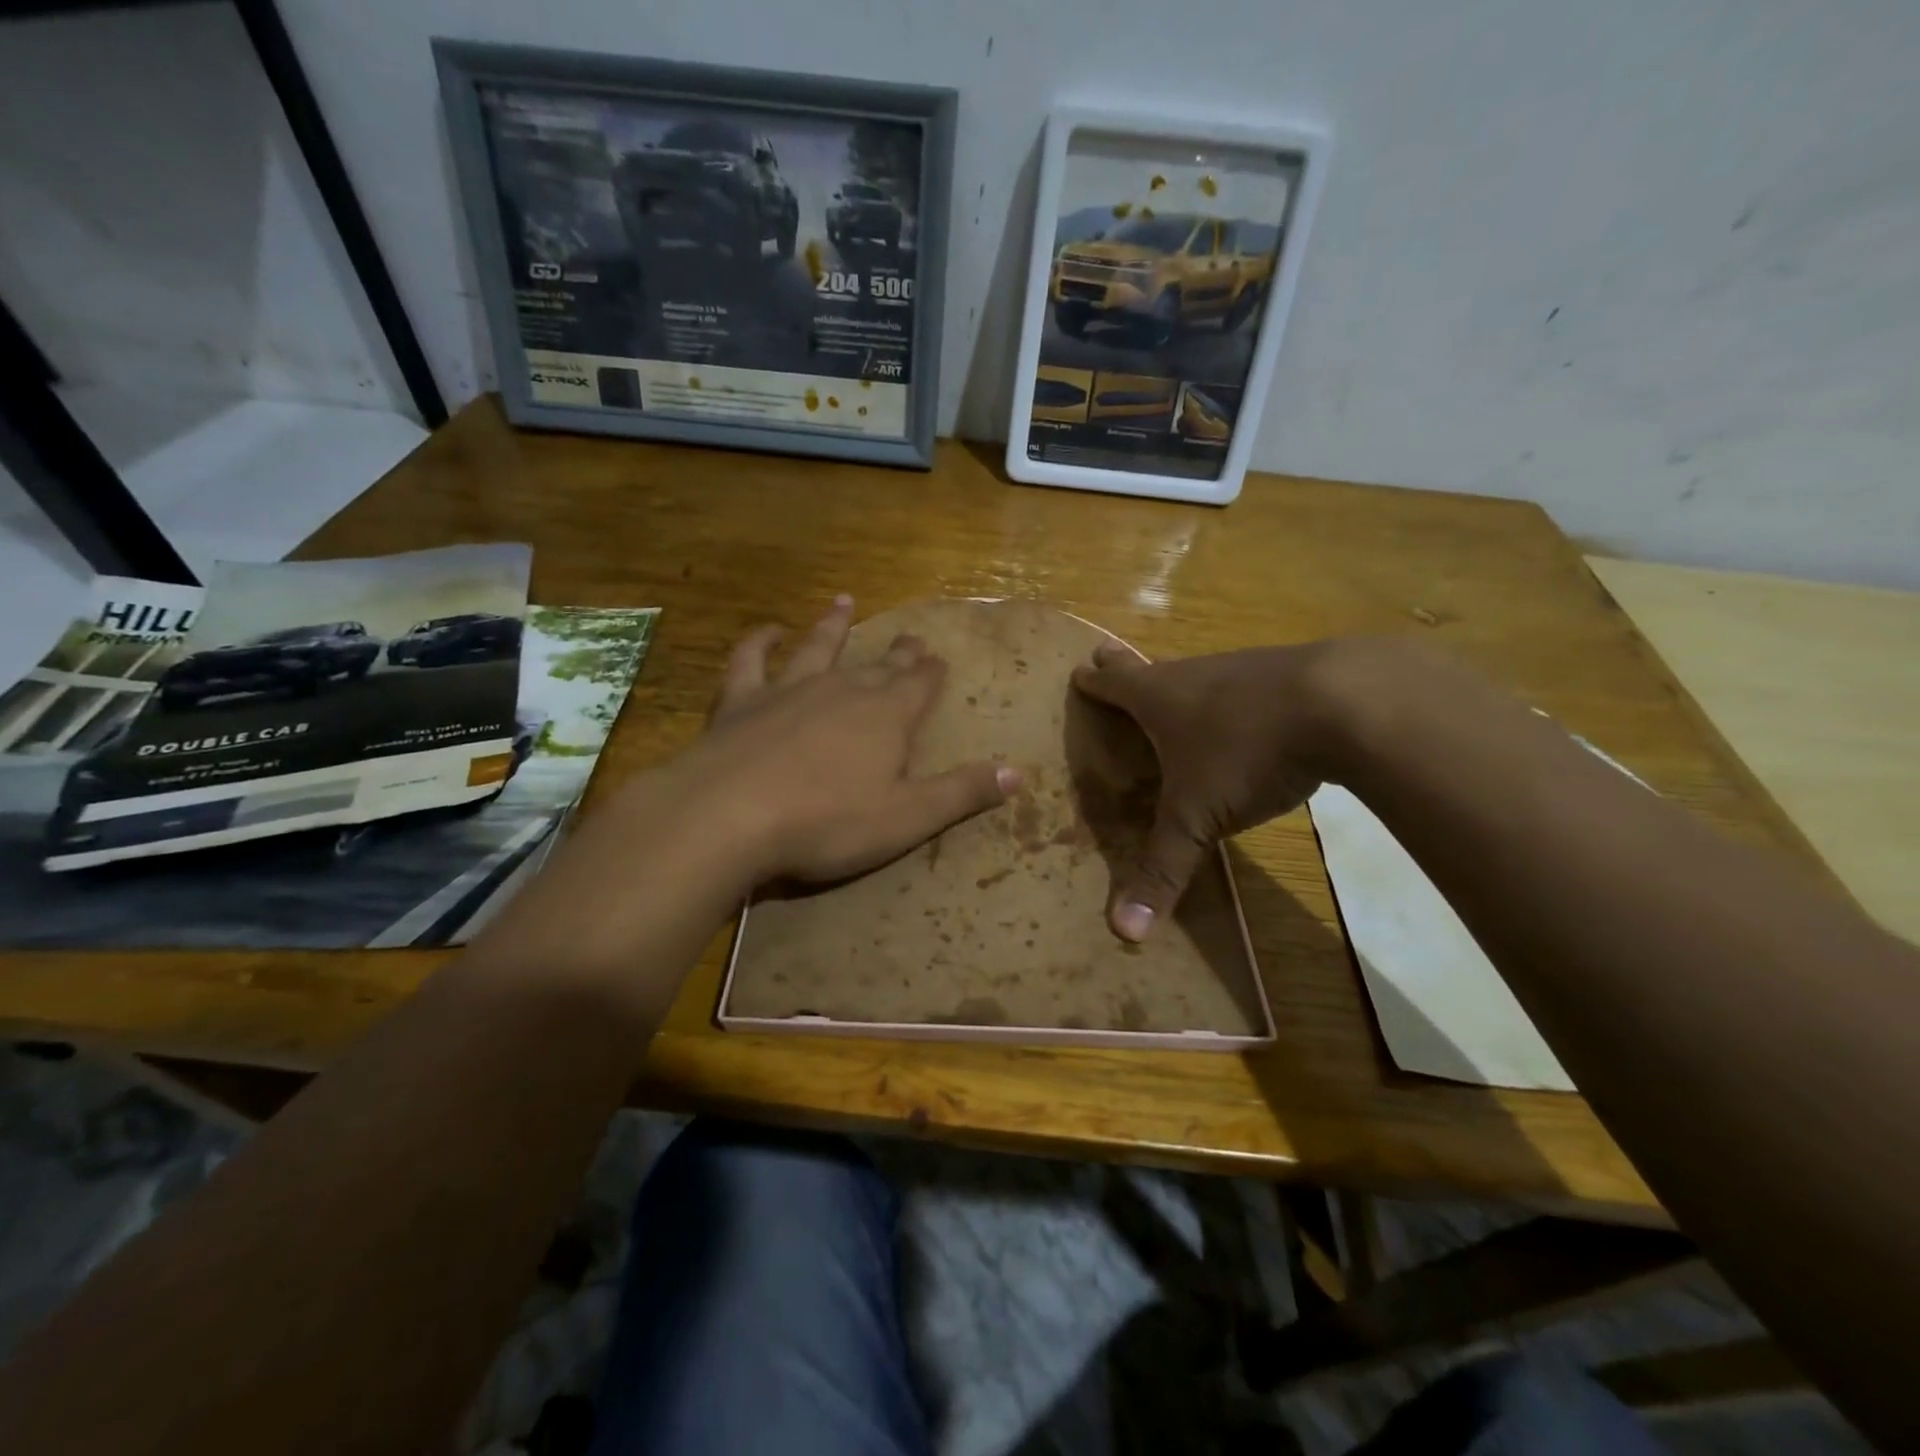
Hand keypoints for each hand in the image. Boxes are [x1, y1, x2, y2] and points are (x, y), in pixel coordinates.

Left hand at [680, 595, 1016, 884]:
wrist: (730, 815)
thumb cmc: (828, 821)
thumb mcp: (908, 817)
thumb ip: (962, 792)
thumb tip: (1018, 774)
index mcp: (887, 716)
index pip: (919, 685)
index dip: (931, 673)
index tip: (938, 658)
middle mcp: (843, 690)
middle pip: (878, 665)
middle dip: (899, 653)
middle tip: (912, 637)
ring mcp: (789, 689)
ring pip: (820, 647)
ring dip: (834, 625)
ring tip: (844, 601)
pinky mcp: (742, 700)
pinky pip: (752, 660)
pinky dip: (760, 641)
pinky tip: (768, 630)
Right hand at [1071, 640, 1349, 939]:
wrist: (1345, 702)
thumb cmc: (1247, 752)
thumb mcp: (1198, 817)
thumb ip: (1163, 870)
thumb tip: (1123, 933)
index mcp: (1159, 698)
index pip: (1113, 684)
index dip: (1092, 681)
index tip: (1078, 671)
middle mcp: (1194, 674)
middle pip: (1151, 667)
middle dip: (1125, 666)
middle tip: (1107, 655)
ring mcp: (1244, 668)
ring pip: (1199, 672)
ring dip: (1181, 682)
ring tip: (1176, 693)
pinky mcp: (1290, 674)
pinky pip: (1246, 684)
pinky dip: (1234, 695)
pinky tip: (1250, 713)